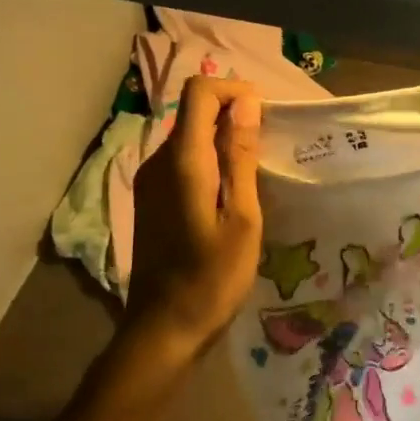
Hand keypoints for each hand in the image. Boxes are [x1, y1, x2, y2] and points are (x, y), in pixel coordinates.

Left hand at [122, 76, 263, 354]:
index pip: (200, 93)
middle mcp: (158, 161)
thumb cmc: (213, 278)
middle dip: (233, 115)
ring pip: (189, 136)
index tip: (265, 117)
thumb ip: (241, 157)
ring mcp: (150, 180)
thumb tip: (246, 104)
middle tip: (269, 149)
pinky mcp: (151, 198)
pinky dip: (209, 160)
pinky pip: (182, 160)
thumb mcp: (242, 218)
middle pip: (194, 110)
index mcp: (183, 162)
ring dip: (223, 139)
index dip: (234, 91)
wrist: (164, 329)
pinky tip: (231, 193)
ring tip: (257, 172)